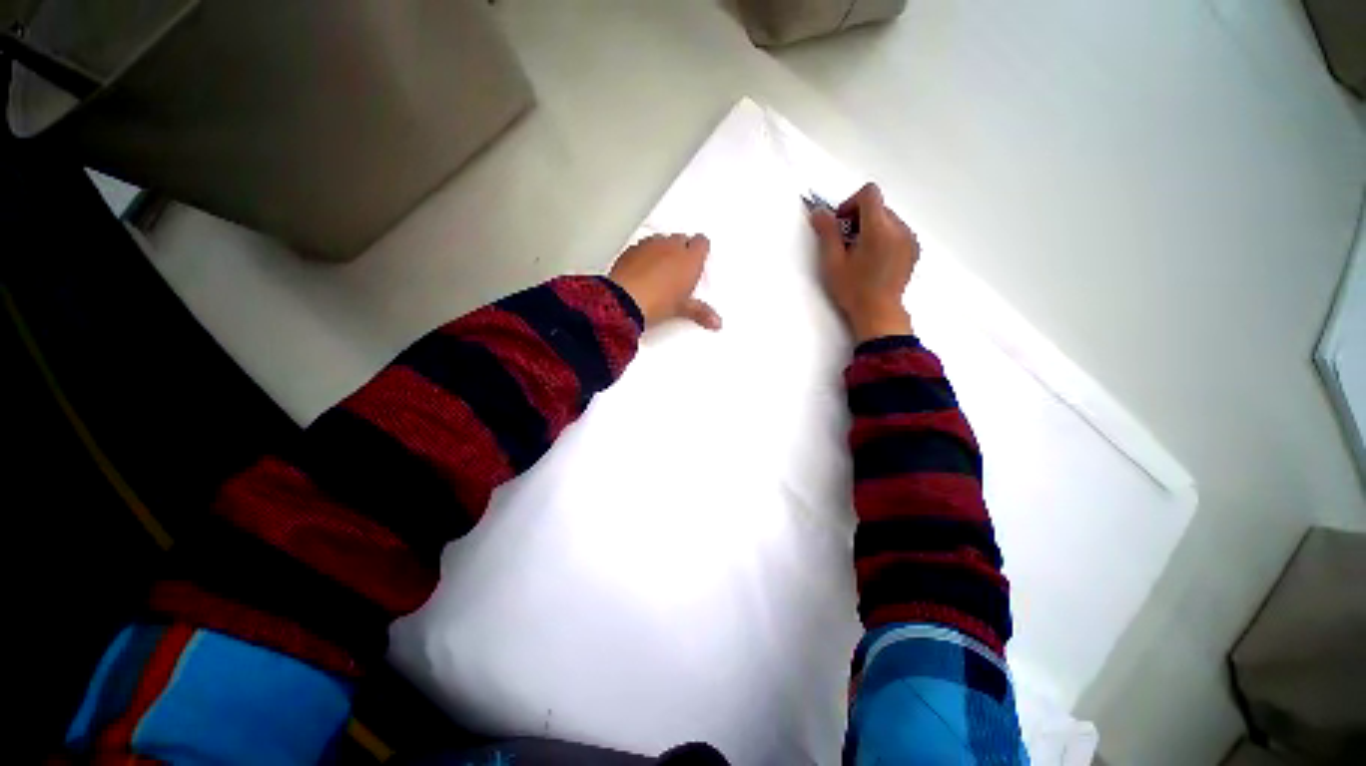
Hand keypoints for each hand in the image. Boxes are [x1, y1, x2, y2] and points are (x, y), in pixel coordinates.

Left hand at [608, 233, 720, 329]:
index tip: (698, 260)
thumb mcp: (682, 309)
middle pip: (683, 239)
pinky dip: (645, 254)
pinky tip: (643, 271)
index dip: (700, 250)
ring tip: (660, 271)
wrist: (625, 301)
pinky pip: (644, 246)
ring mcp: (651, 244)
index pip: (702, 242)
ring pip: (663, 240)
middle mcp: (672, 246)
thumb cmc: (656, 302)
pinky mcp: (633, 248)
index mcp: (690, 258)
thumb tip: (715, 321)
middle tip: (680, 270)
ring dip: (664, 251)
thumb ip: (701, 313)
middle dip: (682, 251)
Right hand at [811, 183, 918, 342]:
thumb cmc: (853, 290)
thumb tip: (819, 212)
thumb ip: (827, 233)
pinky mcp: (913, 250)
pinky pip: (897, 231)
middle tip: (845, 243)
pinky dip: (883, 237)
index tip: (841, 224)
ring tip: (859, 254)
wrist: (878, 313)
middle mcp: (899, 229)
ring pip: (888, 218)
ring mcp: (909, 239)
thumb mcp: (833, 262)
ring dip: (871, 228)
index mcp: (879, 229)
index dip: (850, 203)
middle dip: (859, 218)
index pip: (869, 194)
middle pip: (878, 206)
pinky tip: (873, 259)